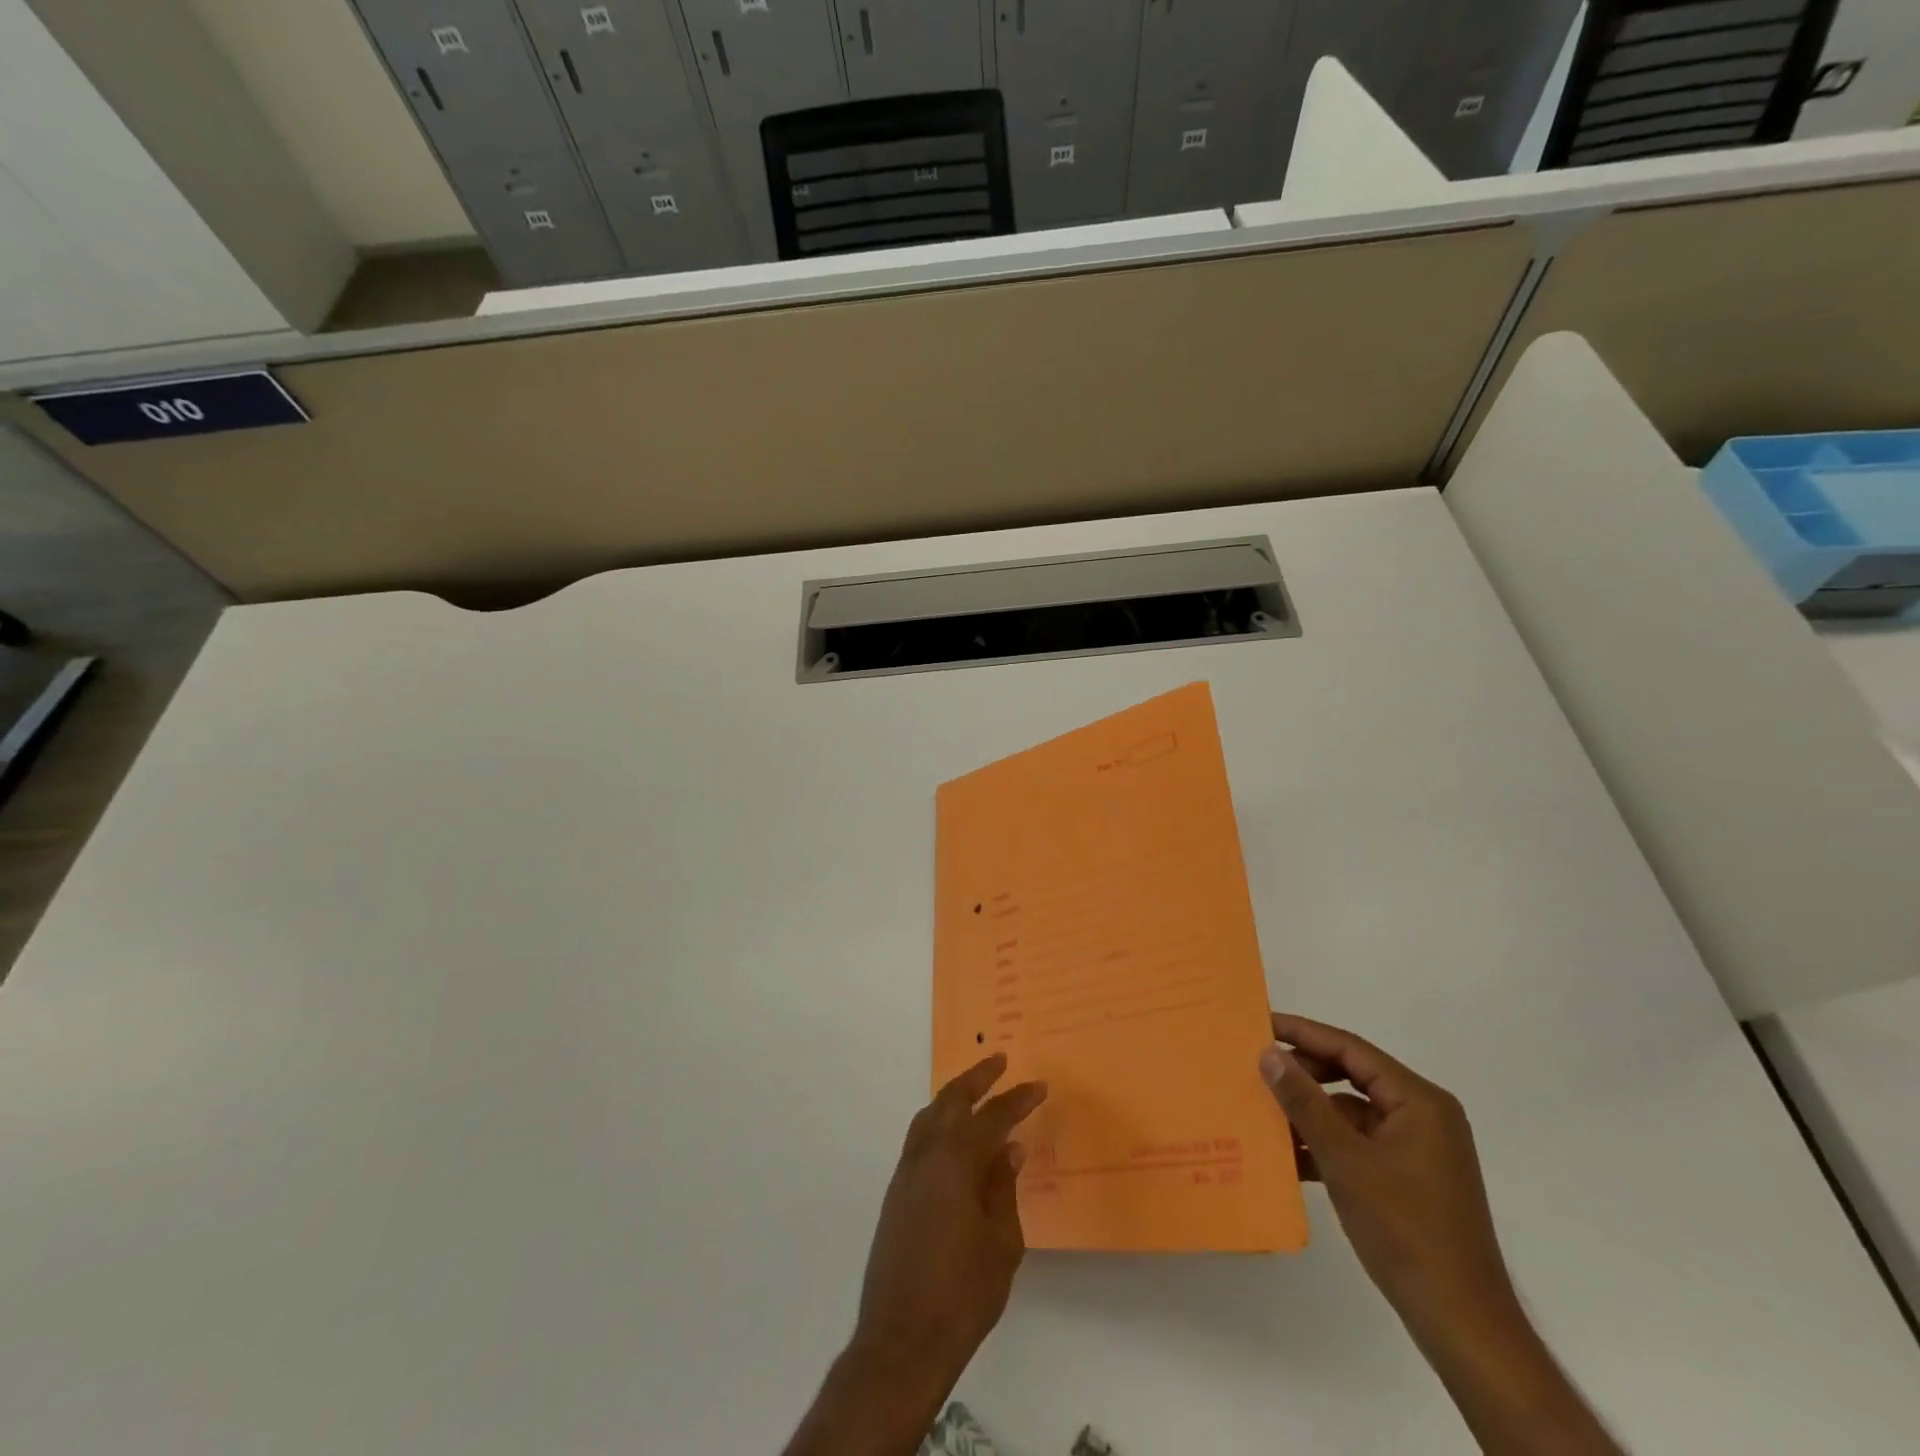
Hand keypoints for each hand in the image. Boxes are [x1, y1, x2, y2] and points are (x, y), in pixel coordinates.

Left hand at [851, 1053, 1047, 1390]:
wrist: (902, 1340)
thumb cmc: (963, 1294)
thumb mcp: (1001, 1243)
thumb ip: (1004, 1188)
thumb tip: (1009, 1148)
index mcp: (956, 1162)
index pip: (992, 1117)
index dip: (1018, 1099)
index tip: (1039, 1085)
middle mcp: (926, 1155)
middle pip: (951, 1101)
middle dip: (977, 1077)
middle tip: (999, 1060)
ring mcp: (906, 1173)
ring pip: (929, 1116)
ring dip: (953, 1096)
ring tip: (977, 1089)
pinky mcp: (896, 1193)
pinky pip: (920, 1139)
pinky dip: (938, 1123)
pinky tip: (954, 1136)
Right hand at [1260, 1014, 1624, 1455]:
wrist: (1461, 1322)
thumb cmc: (1405, 1228)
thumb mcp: (1345, 1159)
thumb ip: (1305, 1102)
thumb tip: (1268, 1054)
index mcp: (1419, 1101)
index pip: (1352, 1049)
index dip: (1303, 1033)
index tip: (1260, 1024)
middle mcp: (1423, 1115)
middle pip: (1352, 1075)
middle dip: (1304, 1074)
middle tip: (1257, 1070)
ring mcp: (1418, 1148)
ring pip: (1351, 1111)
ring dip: (1310, 1113)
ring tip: (1264, 1113)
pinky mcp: (1409, 1177)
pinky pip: (1359, 1142)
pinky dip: (1326, 1144)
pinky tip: (1288, 1156)